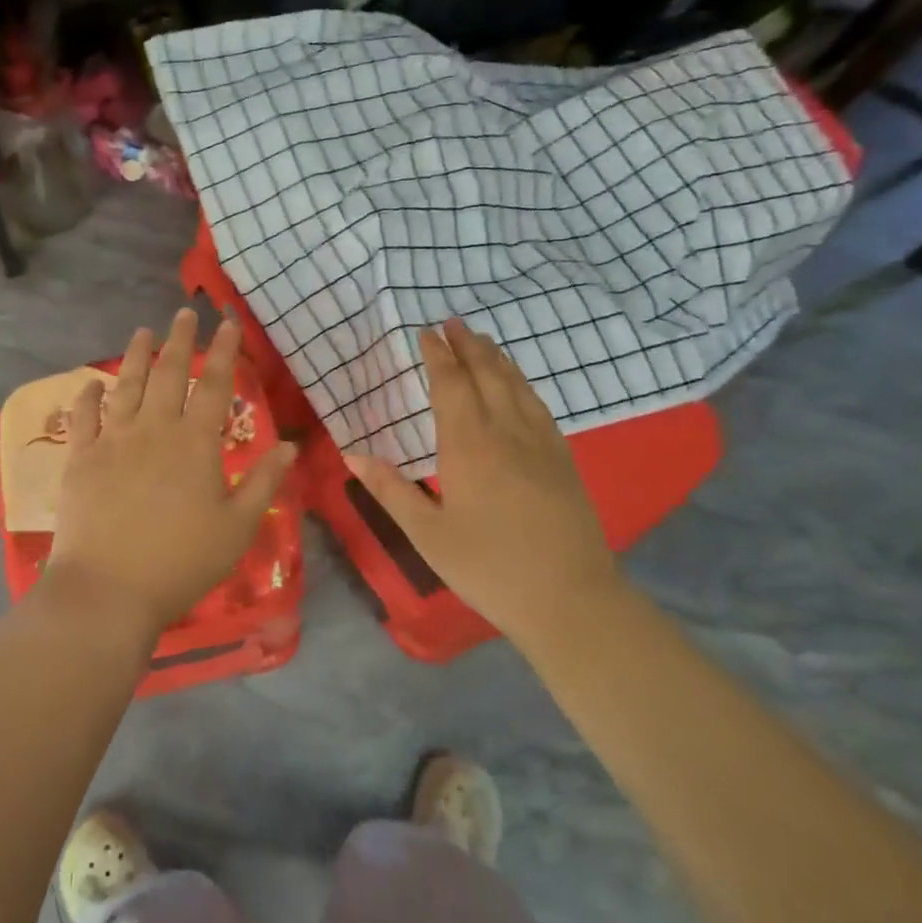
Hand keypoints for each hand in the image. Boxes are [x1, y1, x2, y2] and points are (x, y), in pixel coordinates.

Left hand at [46, 309, 296, 645]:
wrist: (109, 589)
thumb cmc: (181, 562)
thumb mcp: (237, 528)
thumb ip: (264, 483)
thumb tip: (289, 446)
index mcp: (196, 443)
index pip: (215, 385)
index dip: (224, 351)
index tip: (227, 323)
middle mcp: (155, 429)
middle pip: (170, 373)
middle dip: (180, 340)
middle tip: (184, 313)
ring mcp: (114, 440)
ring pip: (127, 385)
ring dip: (136, 355)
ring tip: (143, 331)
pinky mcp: (81, 458)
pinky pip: (84, 417)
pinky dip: (87, 396)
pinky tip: (90, 383)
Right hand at [345, 318, 616, 636]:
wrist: (569, 600)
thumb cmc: (488, 568)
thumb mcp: (427, 534)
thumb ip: (390, 490)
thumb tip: (352, 454)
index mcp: (468, 447)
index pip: (451, 386)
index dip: (438, 356)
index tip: (426, 333)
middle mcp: (506, 433)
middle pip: (487, 375)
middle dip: (468, 346)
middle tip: (454, 322)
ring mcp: (540, 444)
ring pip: (517, 386)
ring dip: (498, 358)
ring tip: (483, 341)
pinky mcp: (563, 460)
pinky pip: (540, 407)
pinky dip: (524, 384)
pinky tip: (520, 385)